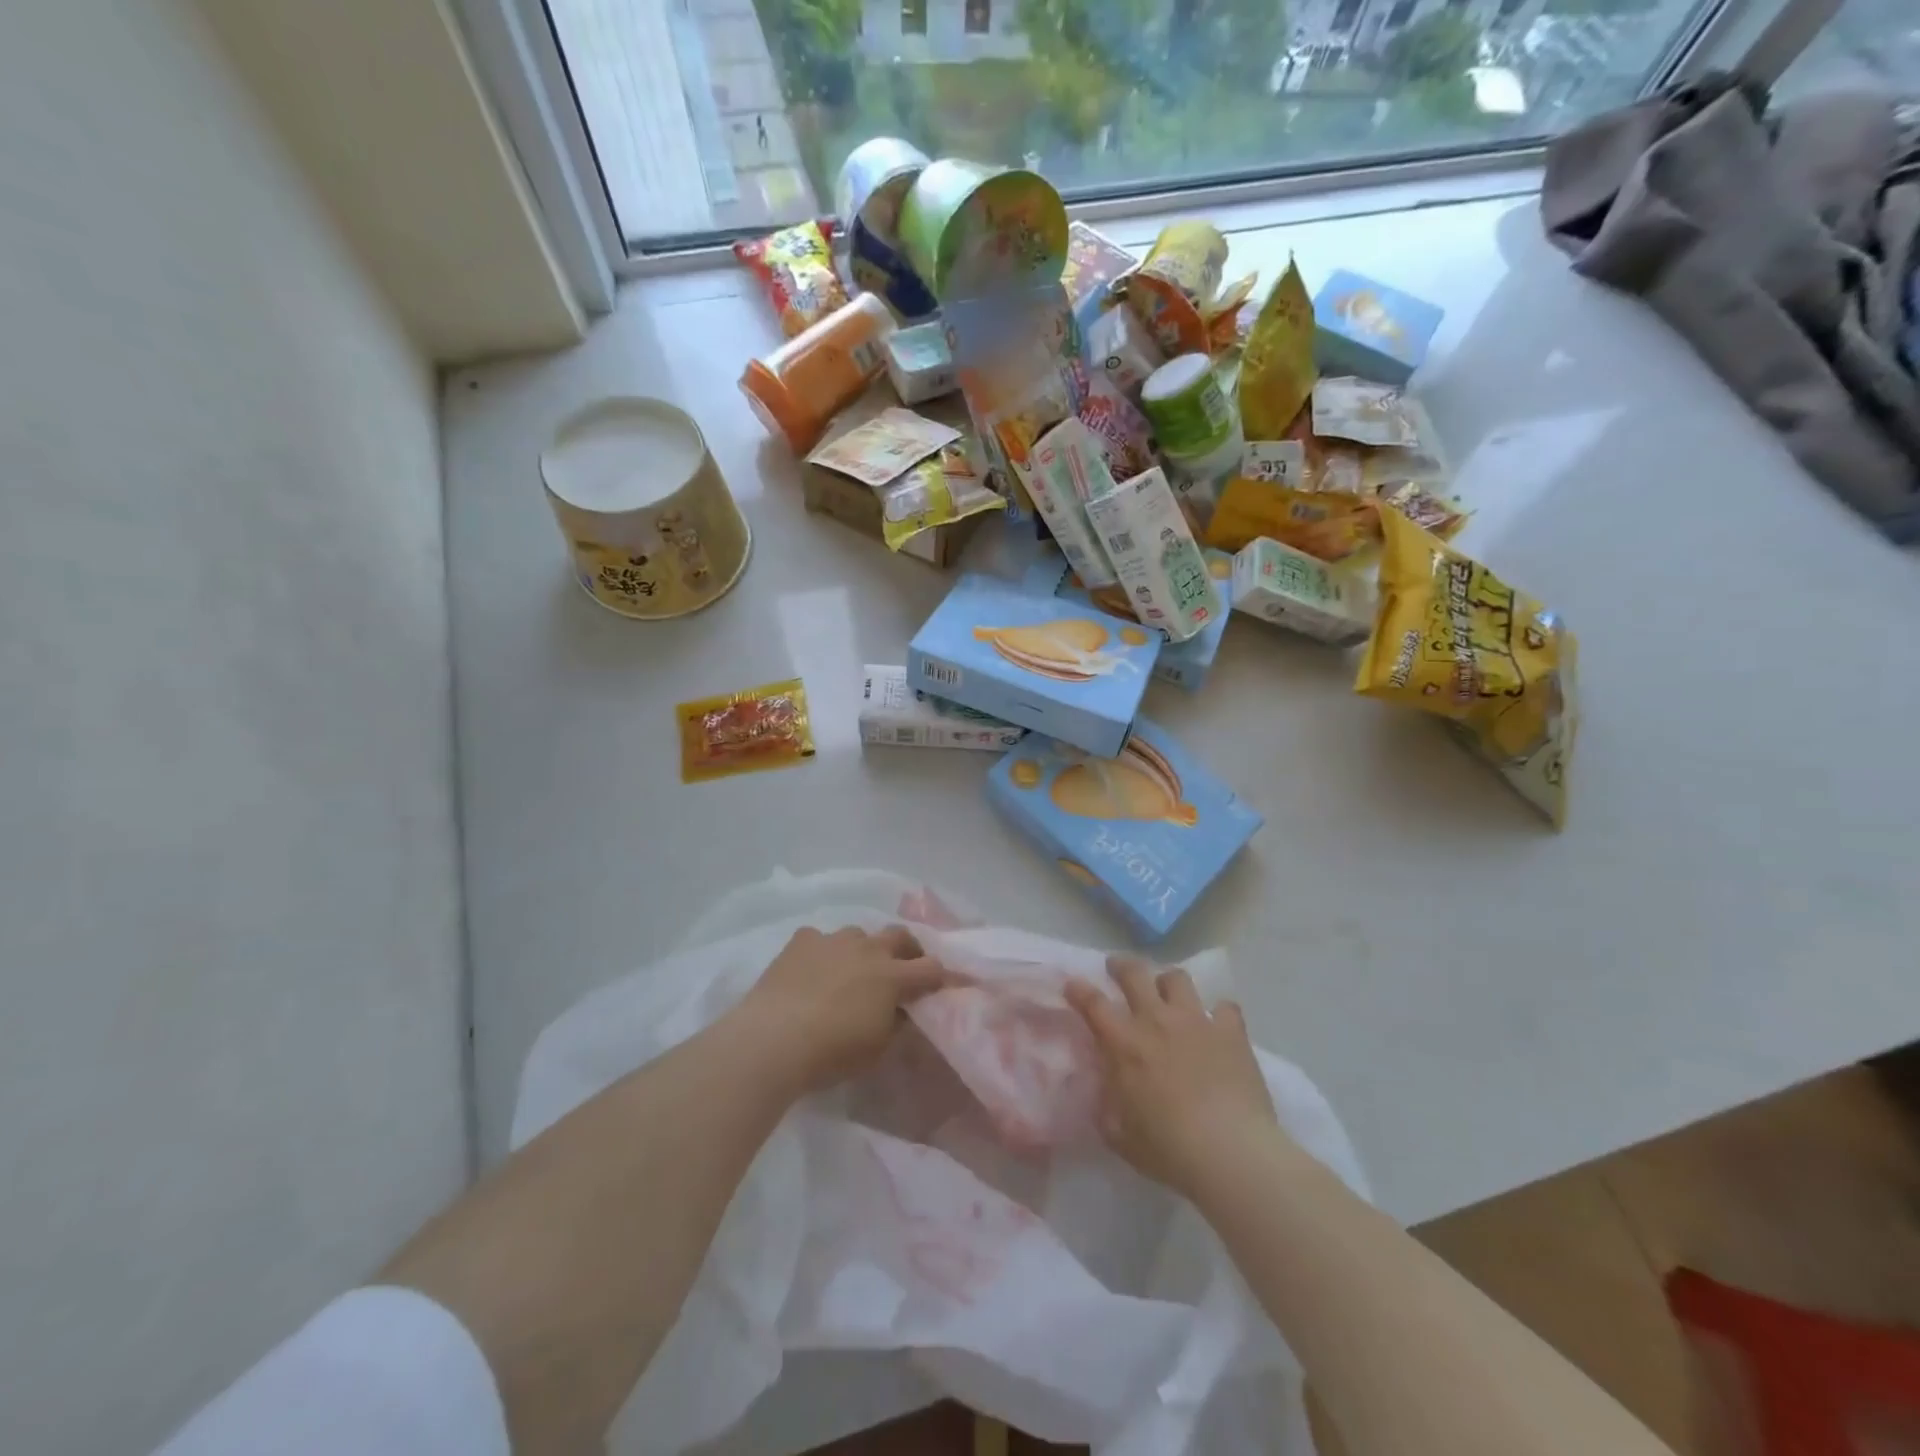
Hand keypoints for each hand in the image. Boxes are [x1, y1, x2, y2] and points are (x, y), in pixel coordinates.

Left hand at [731, 925, 949, 1096]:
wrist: (774, 1039)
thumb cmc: (832, 1052)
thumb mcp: (877, 1048)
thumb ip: (895, 1023)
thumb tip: (901, 1011)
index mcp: (893, 976)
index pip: (932, 968)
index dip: (938, 977)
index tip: (937, 988)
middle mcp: (869, 949)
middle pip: (900, 935)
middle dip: (907, 950)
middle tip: (901, 970)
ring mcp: (835, 940)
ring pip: (859, 934)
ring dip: (862, 950)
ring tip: (850, 972)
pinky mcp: (803, 940)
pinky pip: (820, 939)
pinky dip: (822, 952)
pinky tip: (810, 971)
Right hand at [1064, 956, 1281, 1198]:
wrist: (1231, 1152)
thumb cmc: (1169, 1149)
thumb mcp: (1120, 1135)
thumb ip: (1106, 1107)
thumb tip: (1102, 1093)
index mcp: (1125, 1044)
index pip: (1093, 1003)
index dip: (1078, 990)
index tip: (1073, 985)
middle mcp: (1157, 1020)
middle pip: (1134, 973)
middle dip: (1121, 966)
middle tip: (1117, 969)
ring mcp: (1196, 1021)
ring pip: (1177, 979)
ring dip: (1168, 983)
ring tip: (1168, 994)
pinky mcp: (1231, 1031)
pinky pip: (1224, 1007)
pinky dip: (1218, 1013)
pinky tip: (1217, 1025)